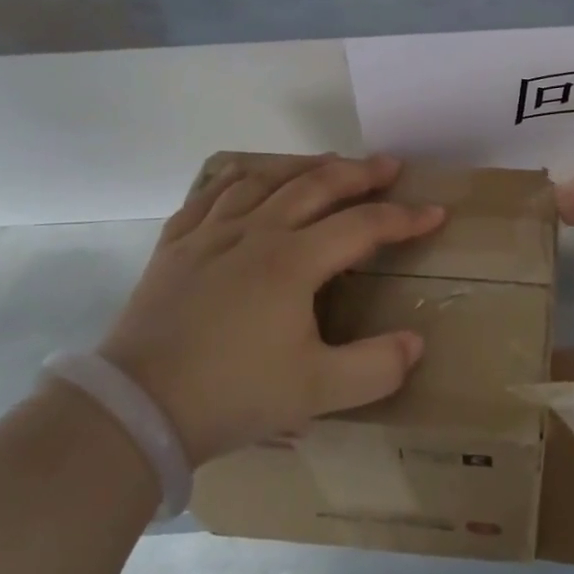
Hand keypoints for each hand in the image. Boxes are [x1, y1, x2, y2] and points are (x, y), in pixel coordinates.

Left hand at [97, 154, 445, 466]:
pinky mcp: (175, 246)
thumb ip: (377, 368)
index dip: (404, 218)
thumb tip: (416, 342)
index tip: (435, 212)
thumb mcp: (316, 391)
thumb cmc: (232, 394)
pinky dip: (238, 179)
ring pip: (263, 180)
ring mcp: (210, 234)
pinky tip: (247, 181)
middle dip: (358, 173)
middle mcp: (255, 233)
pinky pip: (210, 195)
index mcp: (293, 262)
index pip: (362, 226)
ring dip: (302, 167)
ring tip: (325, 164)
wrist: (137, 409)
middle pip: (315, 186)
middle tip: (388, 166)